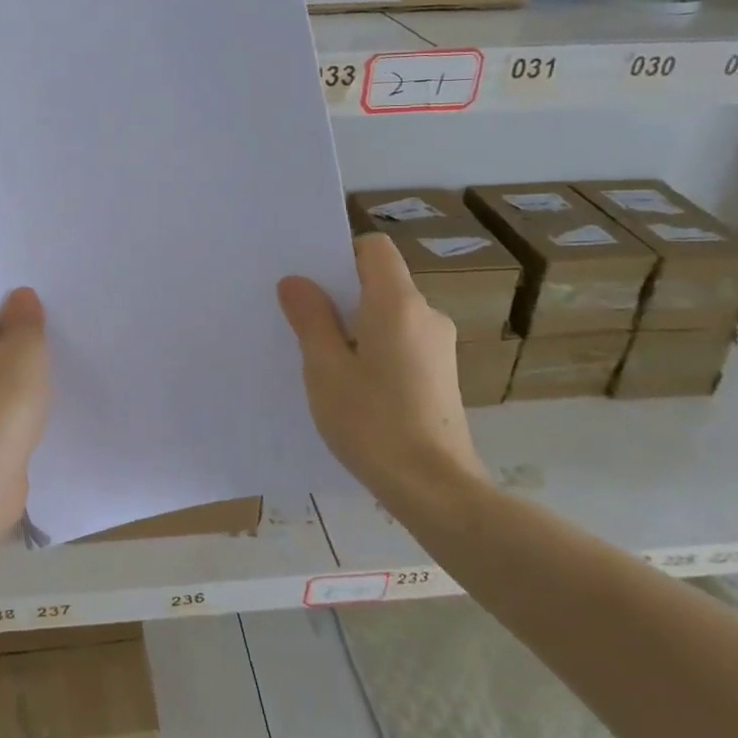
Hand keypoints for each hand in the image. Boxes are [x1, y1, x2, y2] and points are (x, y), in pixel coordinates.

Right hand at [277, 233, 487, 503]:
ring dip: (357, 326)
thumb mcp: (325, 369)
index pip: (374, 248)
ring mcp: (439, 346)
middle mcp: (426, 315)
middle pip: (381, 281)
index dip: (341, 254)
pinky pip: (402, 342)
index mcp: (398, 303)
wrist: (435, 488)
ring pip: (390, 315)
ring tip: (324, 359)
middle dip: (341, 294)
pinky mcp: (442, 375)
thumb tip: (296, 282)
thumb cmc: (373, 421)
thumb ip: (311, 318)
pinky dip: (376, 349)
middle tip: (302, 320)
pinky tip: (355, 386)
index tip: (312, 281)